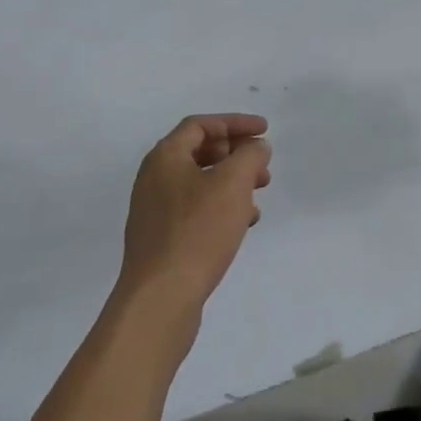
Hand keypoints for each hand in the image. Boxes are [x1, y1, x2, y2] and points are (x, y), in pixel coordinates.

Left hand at [118, 114, 270, 326]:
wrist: (161, 297)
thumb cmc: (198, 231)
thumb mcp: (233, 184)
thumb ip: (249, 156)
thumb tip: (256, 147)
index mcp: (165, 157)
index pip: (201, 125)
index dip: (235, 123)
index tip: (265, 131)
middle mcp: (154, 178)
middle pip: (199, 151)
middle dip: (236, 154)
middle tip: (263, 166)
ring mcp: (155, 210)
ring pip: (200, 182)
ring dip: (232, 182)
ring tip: (258, 196)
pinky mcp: (162, 238)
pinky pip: (196, 210)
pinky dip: (221, 207)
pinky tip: (243, 223)